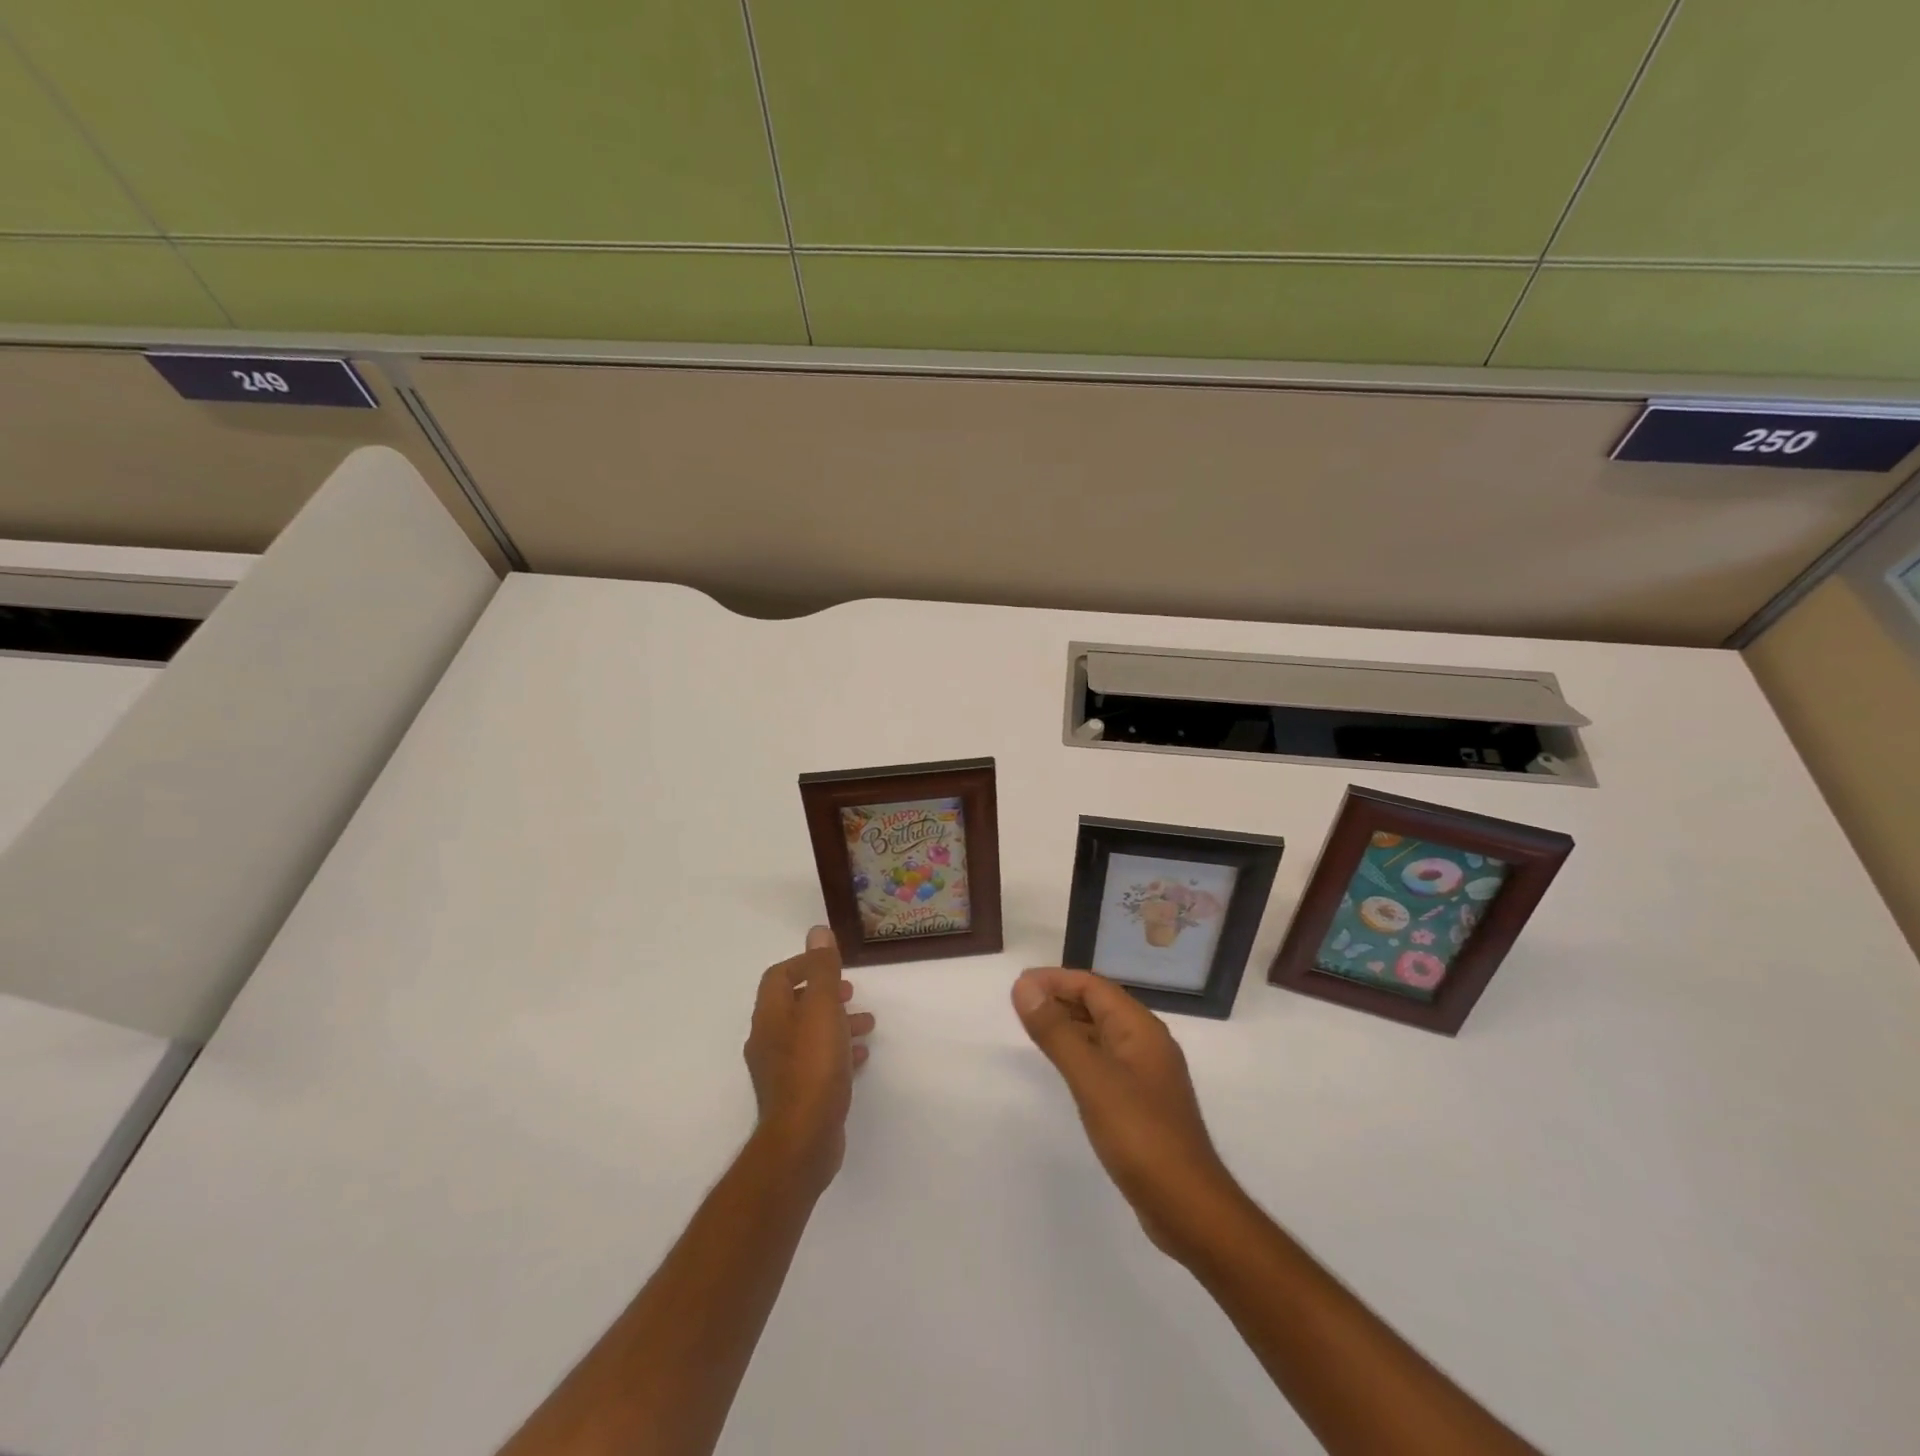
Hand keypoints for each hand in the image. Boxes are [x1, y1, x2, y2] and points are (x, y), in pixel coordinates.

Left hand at [744, 926, 874, 1199]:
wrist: (803, 1140)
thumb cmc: (814, 1067)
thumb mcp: (823, 1010)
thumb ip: (823, 971)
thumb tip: (817, 933)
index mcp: (770, 1016)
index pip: (779, 976)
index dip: (805, 965)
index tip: (834, 967)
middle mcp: (769, 1040)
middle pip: (794, 1005)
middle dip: (825, 994)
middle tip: (852, 993)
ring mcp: (780, 1071)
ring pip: (808, 1034)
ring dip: (836, 1022)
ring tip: (867, 1024)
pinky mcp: (796, 1095)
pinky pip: (816, 1062)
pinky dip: (837, 1051)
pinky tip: (860, 1057)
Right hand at [1013, 968, 1239, 1259]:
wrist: (1188, 1206)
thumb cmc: (1140, 1135)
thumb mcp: (1092, 1078)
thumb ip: (1057, 1031)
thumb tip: (1024, 986)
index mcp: (1140, 1028)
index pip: (1094, 986)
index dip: (1056, 980)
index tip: (1018, 985)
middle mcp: (1147, 1043)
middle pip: (1099, 1005)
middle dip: (1060, 998)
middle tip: (1019, 1004)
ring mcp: (1146, 1074)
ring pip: (1101, 1033)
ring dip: (1068, 1024)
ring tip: (1033, 1027)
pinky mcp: (1141, 1103)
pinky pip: (1105, 1061)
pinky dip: (1079, 1052)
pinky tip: (1062, 1067)